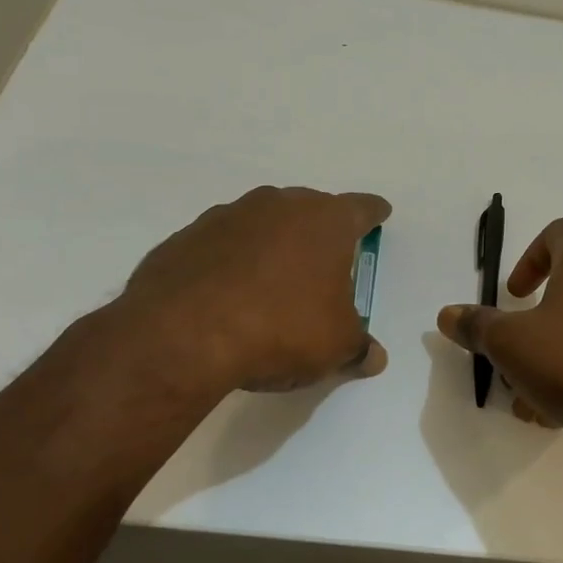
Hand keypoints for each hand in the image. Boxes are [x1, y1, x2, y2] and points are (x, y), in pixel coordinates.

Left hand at [107, 185, 390, 395]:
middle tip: (326, 257)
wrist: (183, 335)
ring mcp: (228, 217)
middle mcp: (278, 206)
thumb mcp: (335, 347)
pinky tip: (229, 291)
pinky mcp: (187, 237)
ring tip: (275, 277)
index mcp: (325, 222)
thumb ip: (359, 347)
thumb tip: (374, 357)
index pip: (361, 208)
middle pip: (310, 208)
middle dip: (320, 229)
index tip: (379, 214)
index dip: (373, 213)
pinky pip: (222, 243)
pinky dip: (232, 259)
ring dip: (273, 241)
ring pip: (263, 221)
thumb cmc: (281, 330)